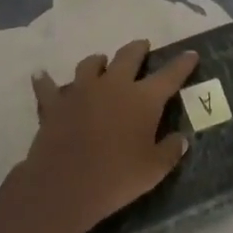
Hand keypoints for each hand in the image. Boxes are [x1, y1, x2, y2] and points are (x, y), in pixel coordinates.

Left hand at [22, 41, 199, 232]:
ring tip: (100, 63)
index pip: (170, 75)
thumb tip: (181, 138)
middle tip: (143, 47)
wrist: (64, 185)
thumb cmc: (116, 178)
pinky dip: (46, 81)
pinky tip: (41, 75)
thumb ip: (170, 151)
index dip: (182, 63)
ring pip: (91, 64)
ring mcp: (82, 90)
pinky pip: (48, 86)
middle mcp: (114, 85)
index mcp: (143, 98)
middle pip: (128, 55)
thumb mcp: (153, 171)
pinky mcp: (55, 102)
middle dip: (138, 49)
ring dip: (98, 61)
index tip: (191, 54)